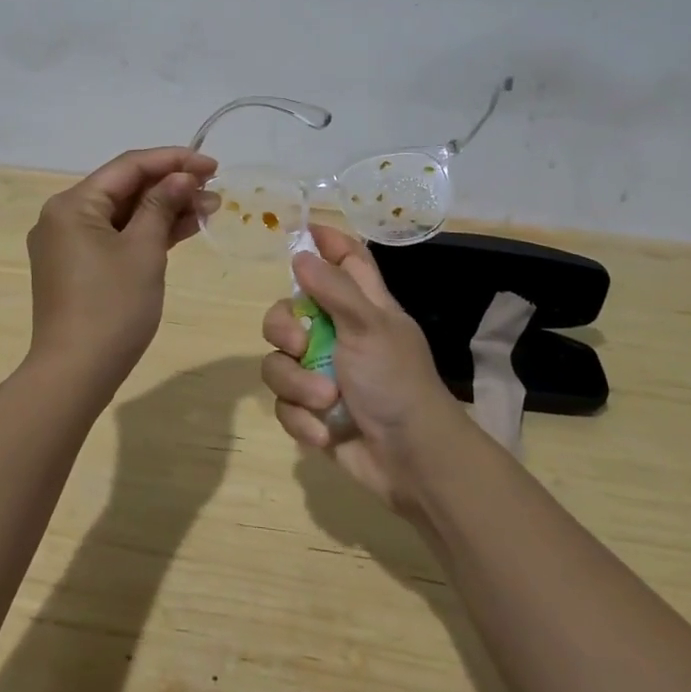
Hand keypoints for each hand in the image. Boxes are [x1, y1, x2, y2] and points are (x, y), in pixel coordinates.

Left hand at [26, 146, 216, 398]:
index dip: (174, 161)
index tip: (213, 165)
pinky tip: (183, 229)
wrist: (75, 374)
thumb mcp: (143, 250)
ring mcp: (69, 244)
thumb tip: (181, 177)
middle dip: (171, 186)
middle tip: (214, 191)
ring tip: (209, 208)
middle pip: (124, 188)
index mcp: (73, 204)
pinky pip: (116, 237)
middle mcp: (64, 216)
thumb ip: (162, 205)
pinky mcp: (77, 268)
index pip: (129, 167)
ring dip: (164, 209)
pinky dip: (147, 233)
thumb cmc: (111, 307)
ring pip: (123, 214)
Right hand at [260, 223, 466, 511]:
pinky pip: (284, 403)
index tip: (299, 230)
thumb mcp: (370, 326)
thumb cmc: (396, 382)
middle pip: (289, 310)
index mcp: (363, 306)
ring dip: (297, 384)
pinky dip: (302, 418)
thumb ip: (334, 288)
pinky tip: (324, 432)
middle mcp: (338, 334)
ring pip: (279, 361)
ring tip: (325, 401)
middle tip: (300, 343)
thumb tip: (300, 253)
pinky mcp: (311, 411)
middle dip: (283, 328)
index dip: (326, 241)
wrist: (411, 461)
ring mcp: (322, 373)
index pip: (346, 259)